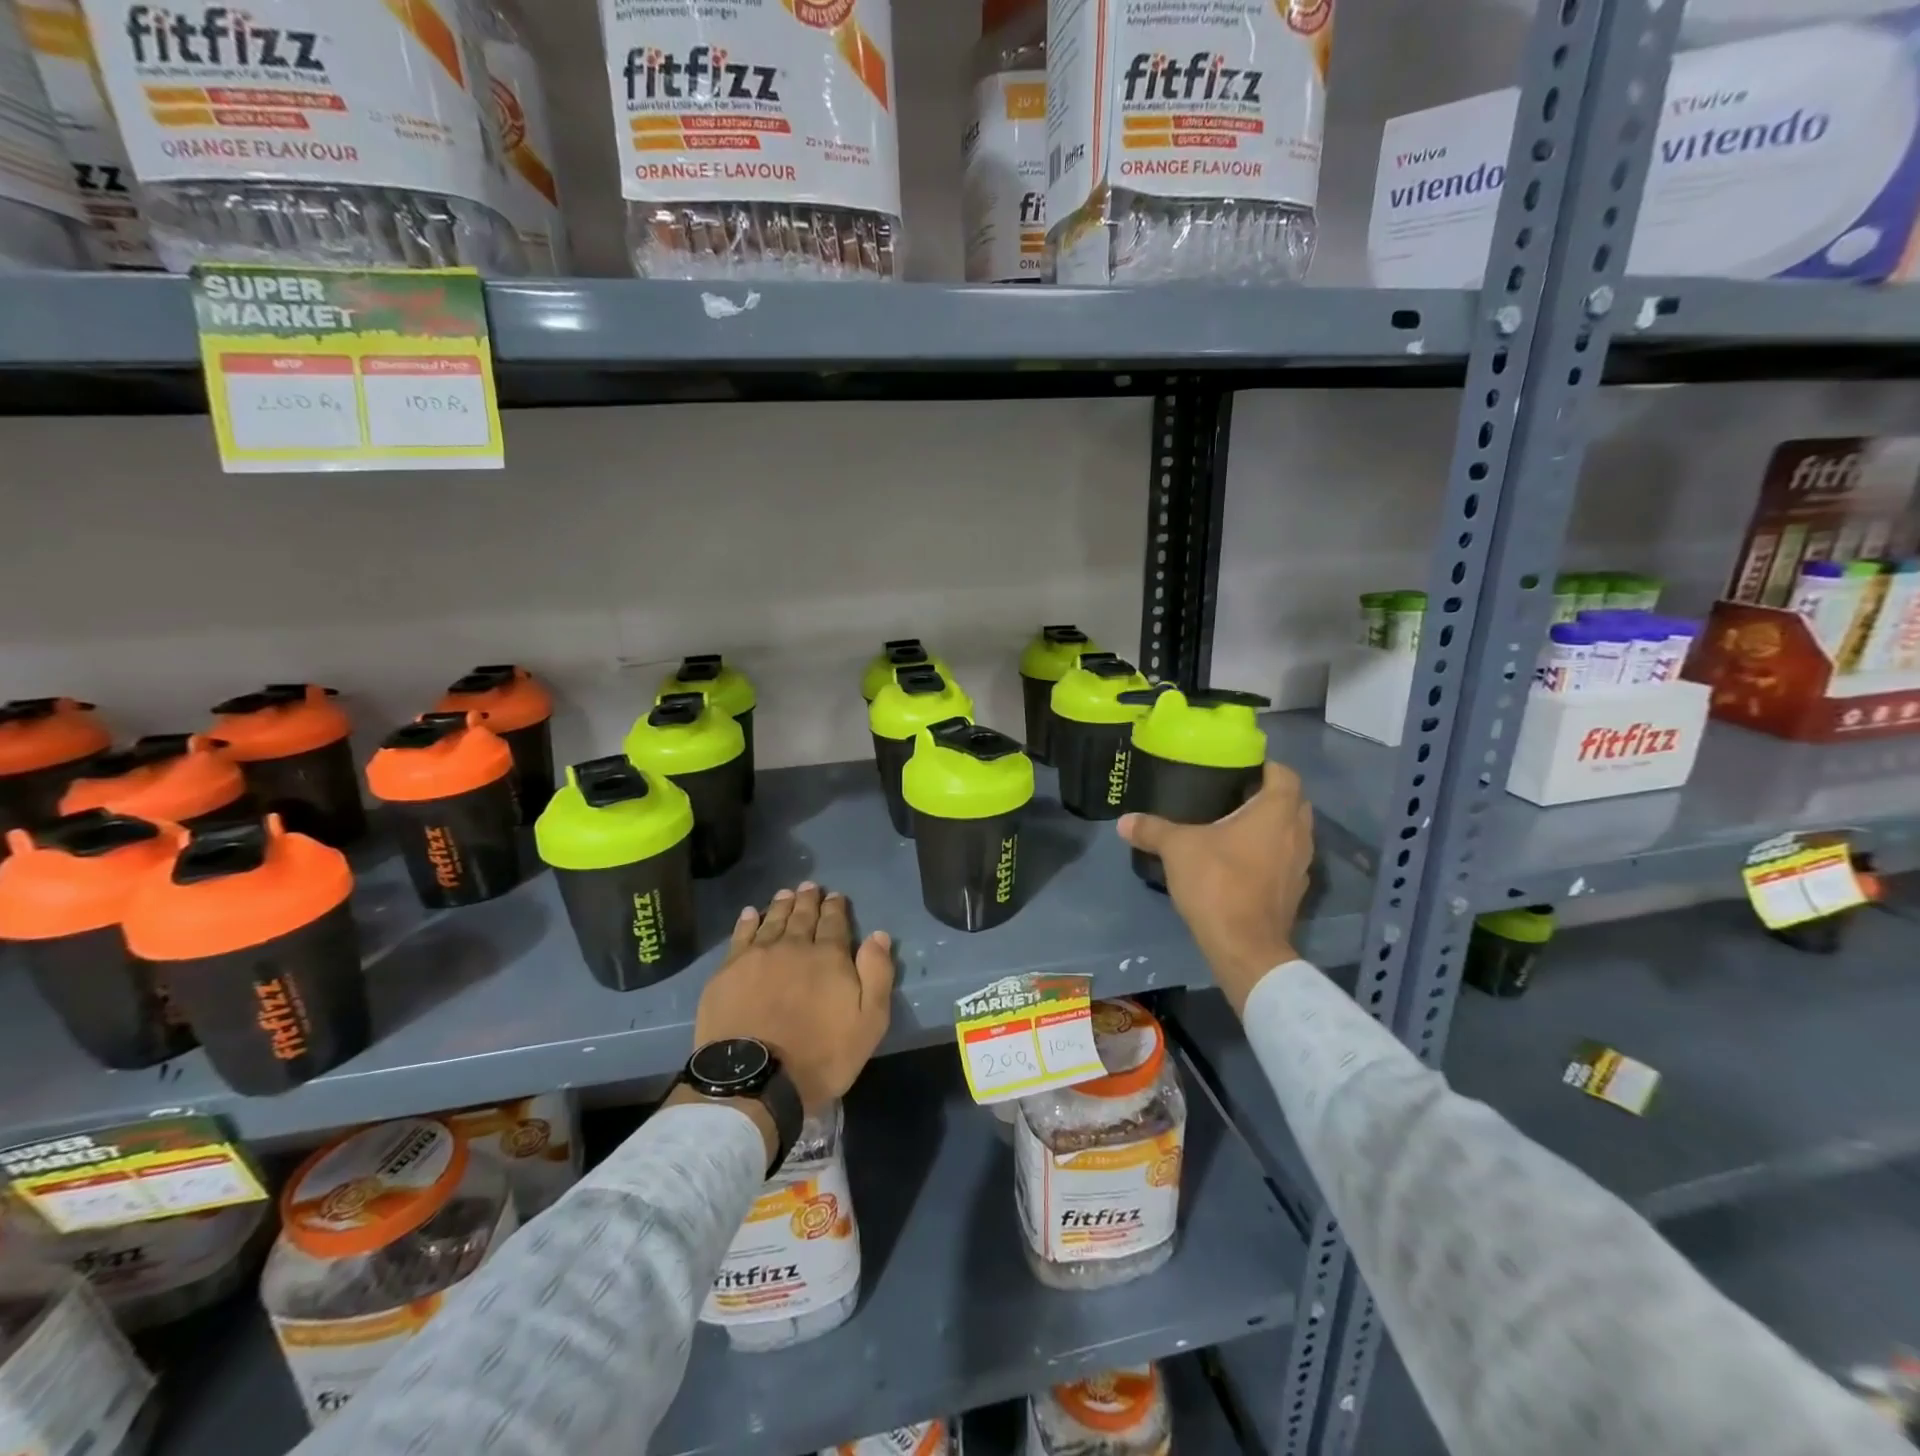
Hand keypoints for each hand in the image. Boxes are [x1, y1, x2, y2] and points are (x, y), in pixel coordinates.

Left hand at [690, 884, 895, 1115]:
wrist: (755, 1080)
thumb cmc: (820, 1055)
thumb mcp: (869, 1023)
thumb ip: (877, 975)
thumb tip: (878, 935)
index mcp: (829, 957)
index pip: (835, 923)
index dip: (836, 908)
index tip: (836, 896)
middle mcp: (793, 947)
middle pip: (803, 916)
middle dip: (809, 900)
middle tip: (810, 886)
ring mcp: (757, 957)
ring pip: (772, 921)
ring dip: (782, 905)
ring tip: (786, 893)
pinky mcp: (728, 972)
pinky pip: (740, 936)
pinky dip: (747, 922)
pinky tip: (750, 914)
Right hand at [1117, 762, 1312, 1012]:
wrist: (1244, 947)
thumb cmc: (1218, 883)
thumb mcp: (1177, 849)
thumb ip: (1152, 829)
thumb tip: (1124, 821)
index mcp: (1276, 812)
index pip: (1285, 774)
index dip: (1266, 767)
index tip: (1240, 769)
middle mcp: (1298, 834)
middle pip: (1293, 803)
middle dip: (1269, 796)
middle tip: (1235, 795)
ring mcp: (1301, 866)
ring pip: (1292, 833)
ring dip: (1272, 827)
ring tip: (1236, 828)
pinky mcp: (1294, 892)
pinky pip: (1286, 861)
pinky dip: (1270, 855)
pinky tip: (1242, 862)